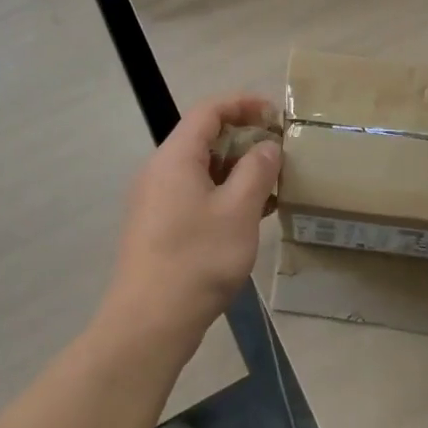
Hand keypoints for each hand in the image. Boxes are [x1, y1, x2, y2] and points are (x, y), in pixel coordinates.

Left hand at [97, 94, 281, 357]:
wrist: (148, 323)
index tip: (275, 114)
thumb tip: (267, 146)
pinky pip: (193, 193)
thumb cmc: (197, 259)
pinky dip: (222, 192)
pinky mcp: (157, 226)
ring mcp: (155, 199)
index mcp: (176, 156)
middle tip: (278, 152)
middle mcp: (160, 170)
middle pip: (203, 137)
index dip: (243, 103)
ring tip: (271, 185)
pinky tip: (249, 214)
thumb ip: (257, 170)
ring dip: (235, 169)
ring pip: (200, 168)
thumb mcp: (239, 211)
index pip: (209, 110)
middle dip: (243, 138)